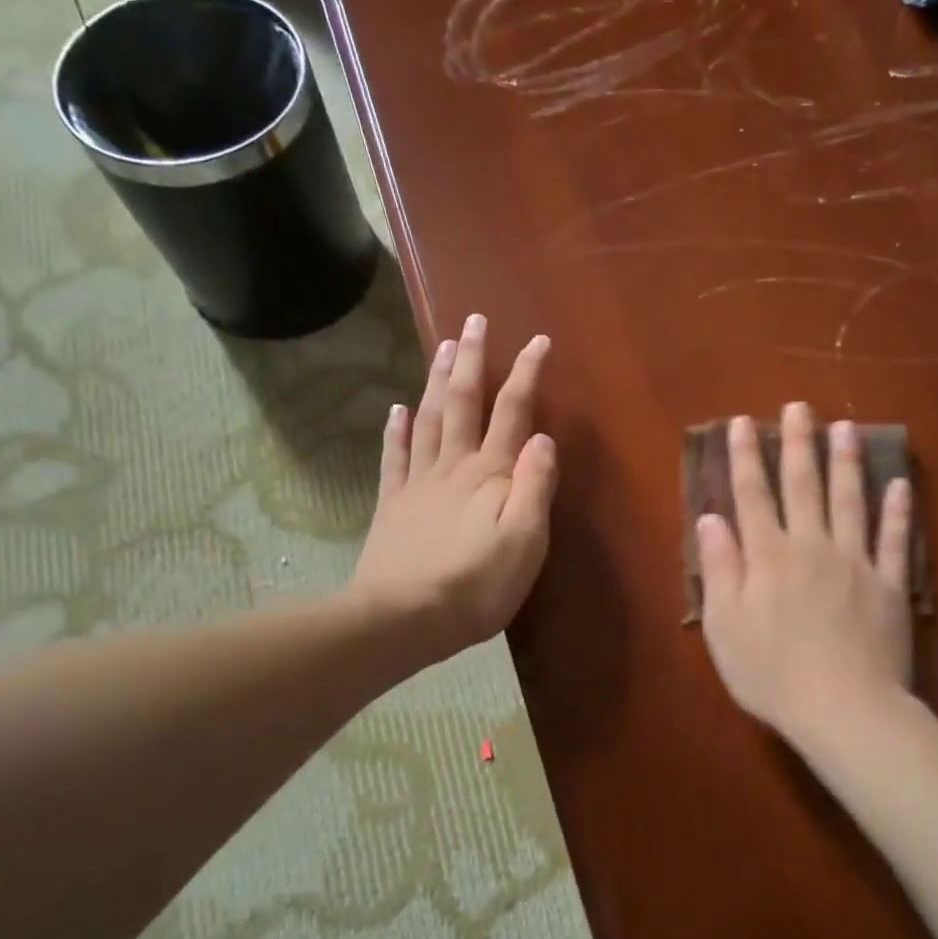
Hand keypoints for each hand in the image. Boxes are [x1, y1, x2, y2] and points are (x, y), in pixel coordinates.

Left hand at [349, 315, 555, 670]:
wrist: (403, 618)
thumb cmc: (476, 585)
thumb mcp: (525, 542)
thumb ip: (536, 487)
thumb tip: (544, 438)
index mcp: (492, 474)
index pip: (513, 412)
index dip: (526, 374)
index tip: (537, 340)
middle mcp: (454, 466)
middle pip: (462, 402)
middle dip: (471, 359)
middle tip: (472, 320)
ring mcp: (418, 482)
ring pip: (427, 419)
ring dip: (435, 380)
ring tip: (441, 346)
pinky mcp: (393, 503)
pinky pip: (394, 456)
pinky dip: (396, 429)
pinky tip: (395, 409)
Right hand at [698, 404, 912, 748]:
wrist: (844, 708)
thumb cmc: (772, 674)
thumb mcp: (724, 627)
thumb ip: (719, 568)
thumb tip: (710, 518)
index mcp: (768, 556)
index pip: (753, 495)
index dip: (745, 457)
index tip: (743, 423)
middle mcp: (811, 546)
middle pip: (803, 485)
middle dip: (797, 444)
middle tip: (799, 406)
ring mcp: (855, 562)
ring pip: (850, 500)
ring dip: (846, 462)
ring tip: (845, 428)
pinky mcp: (889, 585)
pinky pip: (894, 540)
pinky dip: (898, 511)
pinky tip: (900, 484)